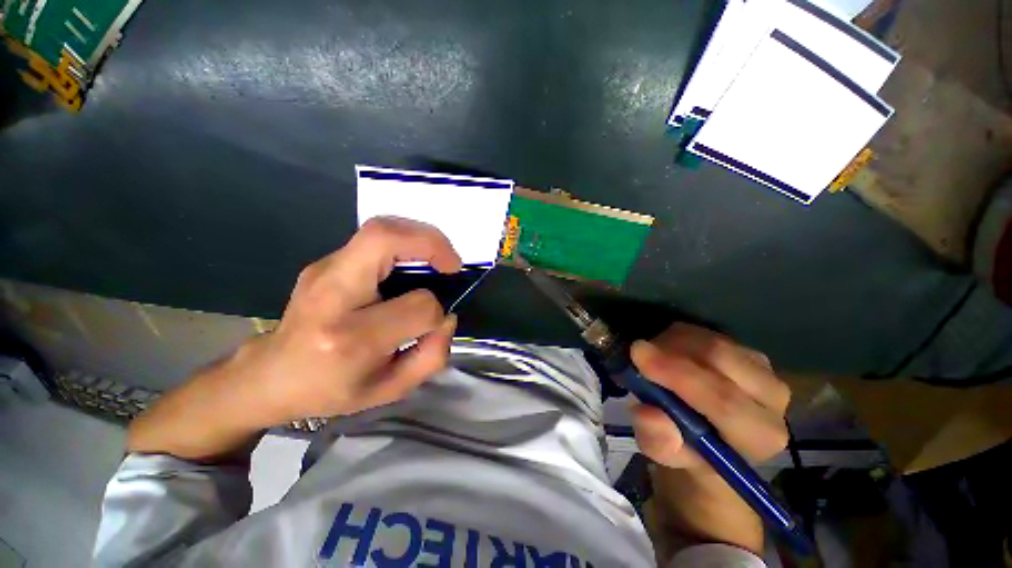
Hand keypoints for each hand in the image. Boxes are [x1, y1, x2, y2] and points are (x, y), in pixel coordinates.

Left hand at [127, 217, 461, 461]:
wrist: (270, 376)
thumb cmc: (332, 390)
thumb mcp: (390, 390)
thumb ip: (432, 356)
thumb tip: (447, 316)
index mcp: (350, 338)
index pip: (416, 306)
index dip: (437, 311)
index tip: (439, 319)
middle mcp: (332, 294)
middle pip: (384, 240)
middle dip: (431, 244)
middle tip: (452, 263)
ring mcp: (323, 271)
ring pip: (378, 229)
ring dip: (420, 237)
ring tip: (439, 258)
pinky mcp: (324, 263)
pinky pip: (372, 239)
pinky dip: (404, 241)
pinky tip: (413, 260)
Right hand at [630, 323, 789, 555]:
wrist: (710, 440)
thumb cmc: (688, 451)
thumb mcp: (665, 454)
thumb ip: (659, 441)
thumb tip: (649, 414)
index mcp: (760, 436)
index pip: (724, 401)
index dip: (678, 375)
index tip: (638, 354)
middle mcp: (773, 399)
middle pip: (722, 360)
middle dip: (672, 351)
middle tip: (638, 352)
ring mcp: (765, 370)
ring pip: (714, 341)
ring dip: (674, 343)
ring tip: (652, 357)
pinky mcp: (749, 353)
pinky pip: (710, 333)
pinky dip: (680, 337)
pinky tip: (667, 351)